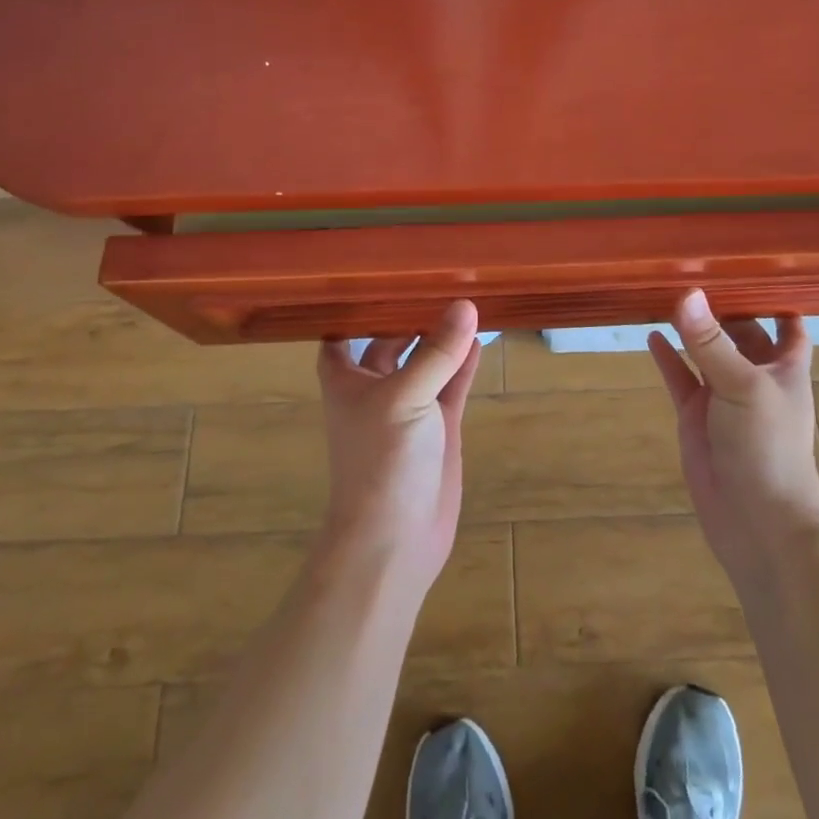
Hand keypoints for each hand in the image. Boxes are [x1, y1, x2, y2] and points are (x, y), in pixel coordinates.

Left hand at [315, 300, 482, 598]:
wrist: (396, 540)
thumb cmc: (382, 461)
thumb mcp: (405, 398)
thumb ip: (437, 352)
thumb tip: (465, 304)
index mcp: (347, 380)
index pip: (340, 335)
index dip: (352, 310)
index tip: (375, 279)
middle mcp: (375, 389)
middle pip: (389, 342)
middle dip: (408, 316)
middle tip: (438, 279)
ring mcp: (410, 408)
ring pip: (426, 361)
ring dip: (441, 337)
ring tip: (465, 300)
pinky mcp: (439, 427)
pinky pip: (452, 385)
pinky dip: (463, 364)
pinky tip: (479, 339)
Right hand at [649, 290, 818, 586]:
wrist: (758, 524)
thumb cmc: (768, 448)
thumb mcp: (743, 387)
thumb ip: (710, 343)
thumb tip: (686, 293)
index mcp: (784, 367)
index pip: (788, 323)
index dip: (776, 297)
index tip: (752, 265)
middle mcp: (755, 376)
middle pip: (742, 331)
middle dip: (723, 305)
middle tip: (693, 267)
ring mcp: (723, 397)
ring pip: (706, 352)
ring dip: (691, 328)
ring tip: (666, 292)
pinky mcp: (696, 417)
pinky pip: (679, 379)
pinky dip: (667, 358)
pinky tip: (650, 335)